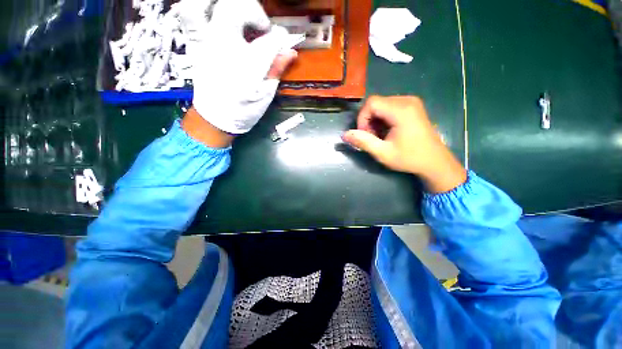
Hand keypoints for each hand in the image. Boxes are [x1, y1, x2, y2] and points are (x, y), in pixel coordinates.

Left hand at [180, 0, 296, 134]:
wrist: (215, 118)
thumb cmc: (243, 111)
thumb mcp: (265, 95)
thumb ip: (276, 70)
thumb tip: (290, 52)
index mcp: (248, 67)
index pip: (269, 39)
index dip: (279, 37)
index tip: (282, 40)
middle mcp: (225, 49)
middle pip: (236, 9)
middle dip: (254, 11)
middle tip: (261, 27)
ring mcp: (206, 44)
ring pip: (205, 5)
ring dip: (225, 5)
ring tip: (238, 16)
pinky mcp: (196, 44)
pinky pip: (189, 15)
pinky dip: (201, 8)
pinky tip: (215, 16)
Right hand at [342, 96, 466, 192]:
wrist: (435, 162)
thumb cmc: (409, 158)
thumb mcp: (383, 153)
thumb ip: (363, 142)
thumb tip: (344, 134)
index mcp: (401, 110)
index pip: (371, 103)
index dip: (362, 118)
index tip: (365, 135)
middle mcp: (407, 100)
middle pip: (376, 103)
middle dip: (368, 120)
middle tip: (372, 138)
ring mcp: (411, 102)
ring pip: (381, 104)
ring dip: (375, 120)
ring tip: (379, 136)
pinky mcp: (412, 106)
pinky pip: (389, 106)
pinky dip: (383, 118)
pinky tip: (387, 131)